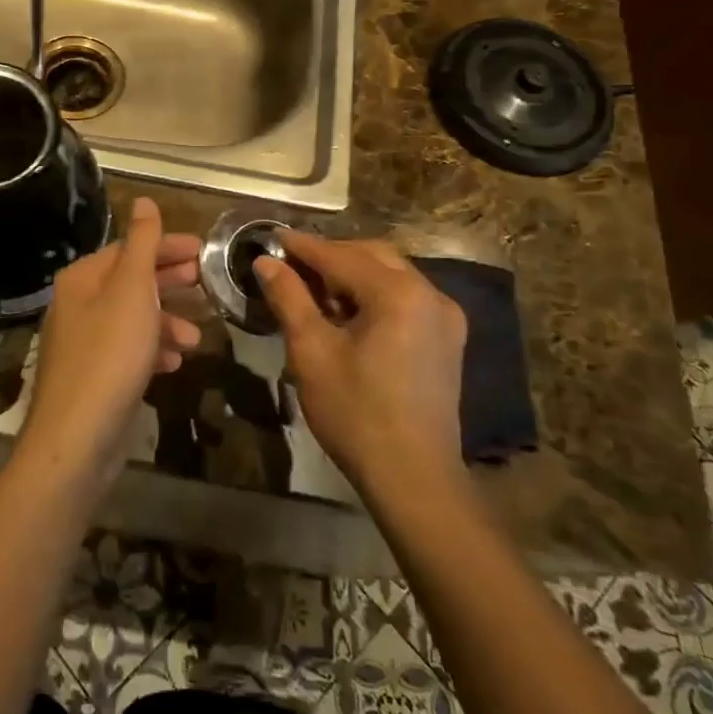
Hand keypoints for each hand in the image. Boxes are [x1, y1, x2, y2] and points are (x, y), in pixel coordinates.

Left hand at [13, 197, 201, 502]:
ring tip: (196, 337)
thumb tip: (142, 200)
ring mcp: (84, 343)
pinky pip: (128, 351)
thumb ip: (142, 244)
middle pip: (130, 282)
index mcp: (82, 279)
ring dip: (166, 322)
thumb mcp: (131, 290)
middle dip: (169, 283)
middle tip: (205, 285)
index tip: (203, 252)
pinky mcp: (94, 377)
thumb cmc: (109, 355)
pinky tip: (174, 363)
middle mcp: (78, 305)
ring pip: (132, 319)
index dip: (166, 247)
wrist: (77, 438)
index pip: (129, 249)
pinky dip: (152, 351)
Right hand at [254, 234, 467, 490]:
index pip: (340, 255)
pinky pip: (405, 298)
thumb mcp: (311, 352)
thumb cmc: (355, 412)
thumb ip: (289, 298)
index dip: (302, 246)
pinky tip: (348, 313)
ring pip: (391, 275)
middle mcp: (430, 295)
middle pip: (372, 256)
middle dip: (330, 254)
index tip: (272, 237)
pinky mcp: (446, 339)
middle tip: (291, 264)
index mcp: (398, 294)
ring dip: (352, 273)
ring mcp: (444, 317)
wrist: (413, 477)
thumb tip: (266, 262)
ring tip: (314, 290)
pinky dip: (373, 294)